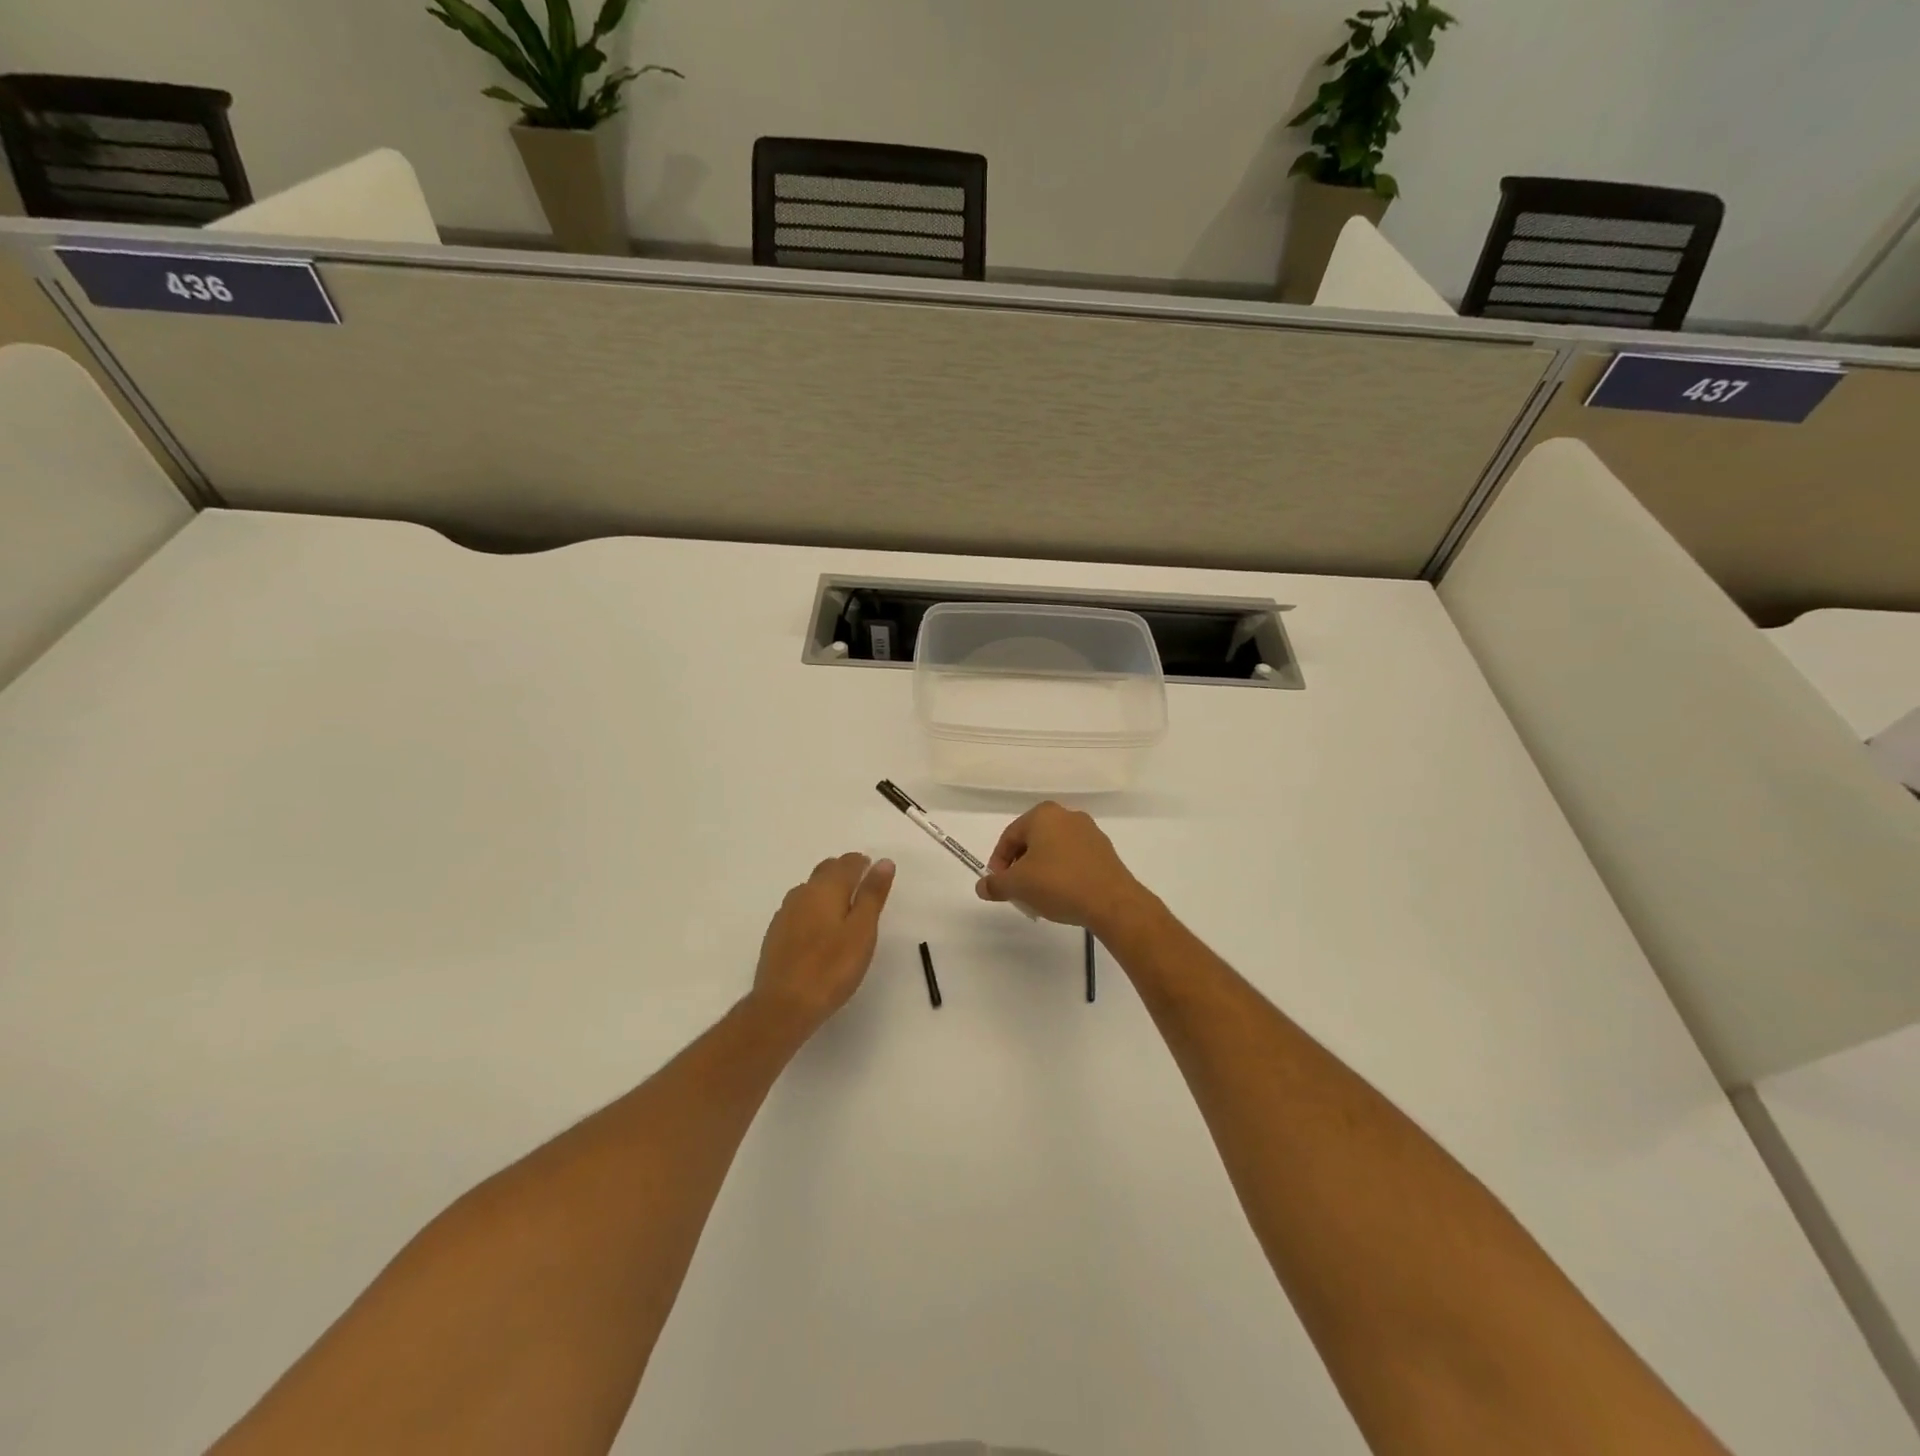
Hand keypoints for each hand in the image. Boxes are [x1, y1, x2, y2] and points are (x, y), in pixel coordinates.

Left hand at [752, 853, 895, 1032]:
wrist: (783, 1006)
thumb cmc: (831, 968)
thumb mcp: (862, 931)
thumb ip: (872, 894)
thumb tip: (883, 862)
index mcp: (826, 889)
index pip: (846, 863)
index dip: (862, 863)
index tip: (873, 870)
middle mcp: (802, 893)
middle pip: (825, 871)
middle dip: (843, 872)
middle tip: (861, 885)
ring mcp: (785, 914)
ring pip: (810, 889)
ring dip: (827, 890)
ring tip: (843, 907)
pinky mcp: (776, 934)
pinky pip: (799, 909)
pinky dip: (813, 909)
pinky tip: (819, 929)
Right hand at [975, 802, 1152, 932]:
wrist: (1111, 902)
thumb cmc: (1058, 884)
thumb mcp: (1017, 886)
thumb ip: (995, 884)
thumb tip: (982, 887)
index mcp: (1043, 814)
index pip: (1010, 836)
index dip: (998, 862)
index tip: (998, 885)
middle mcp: (1067, 816)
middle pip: (1032, 841)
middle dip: (1021, 866)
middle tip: (1017, 891)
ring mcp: (1089, 832)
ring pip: (1054, 850)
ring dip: (1041, 870)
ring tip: (1039, 896)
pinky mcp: (1105, 851)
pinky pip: (1073, 859)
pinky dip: (1062, 873)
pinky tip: (1062, 895)